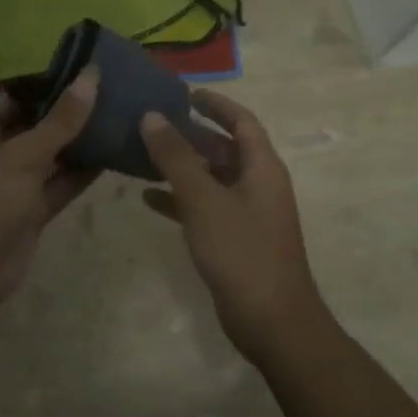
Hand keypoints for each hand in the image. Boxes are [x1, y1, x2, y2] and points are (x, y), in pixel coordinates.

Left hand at [0, 70, 100, 316]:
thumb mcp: (23, 155)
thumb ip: (61, 120)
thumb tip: (91, 75)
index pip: (20, 97)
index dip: (53, 84)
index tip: (91, 70)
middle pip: (38, 125)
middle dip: (72, 112)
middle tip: (116, 90)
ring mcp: (13, 183)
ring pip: (52, 156)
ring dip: (81, 142)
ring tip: (122, 116)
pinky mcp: (30, 211)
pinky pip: (59, 184)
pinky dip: (82, 172)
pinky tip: (114, 153)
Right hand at [140, 92, 328, 363]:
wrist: (273, 323)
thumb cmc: (242, 252)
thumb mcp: (203, 200)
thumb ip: (176, 157)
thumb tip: (152, 116)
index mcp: (262, 167)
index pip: (241, 121)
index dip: (216, 104)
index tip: (186, 92)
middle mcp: (259, 184)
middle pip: (224, 148)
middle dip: (191, 134)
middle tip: (154, 123)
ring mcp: (248, 214)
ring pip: (212, 178)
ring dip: (182, 166)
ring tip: (144, 154)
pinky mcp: (236, 240)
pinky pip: (206, 207)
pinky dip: (181, 199)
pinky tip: (148, 198)